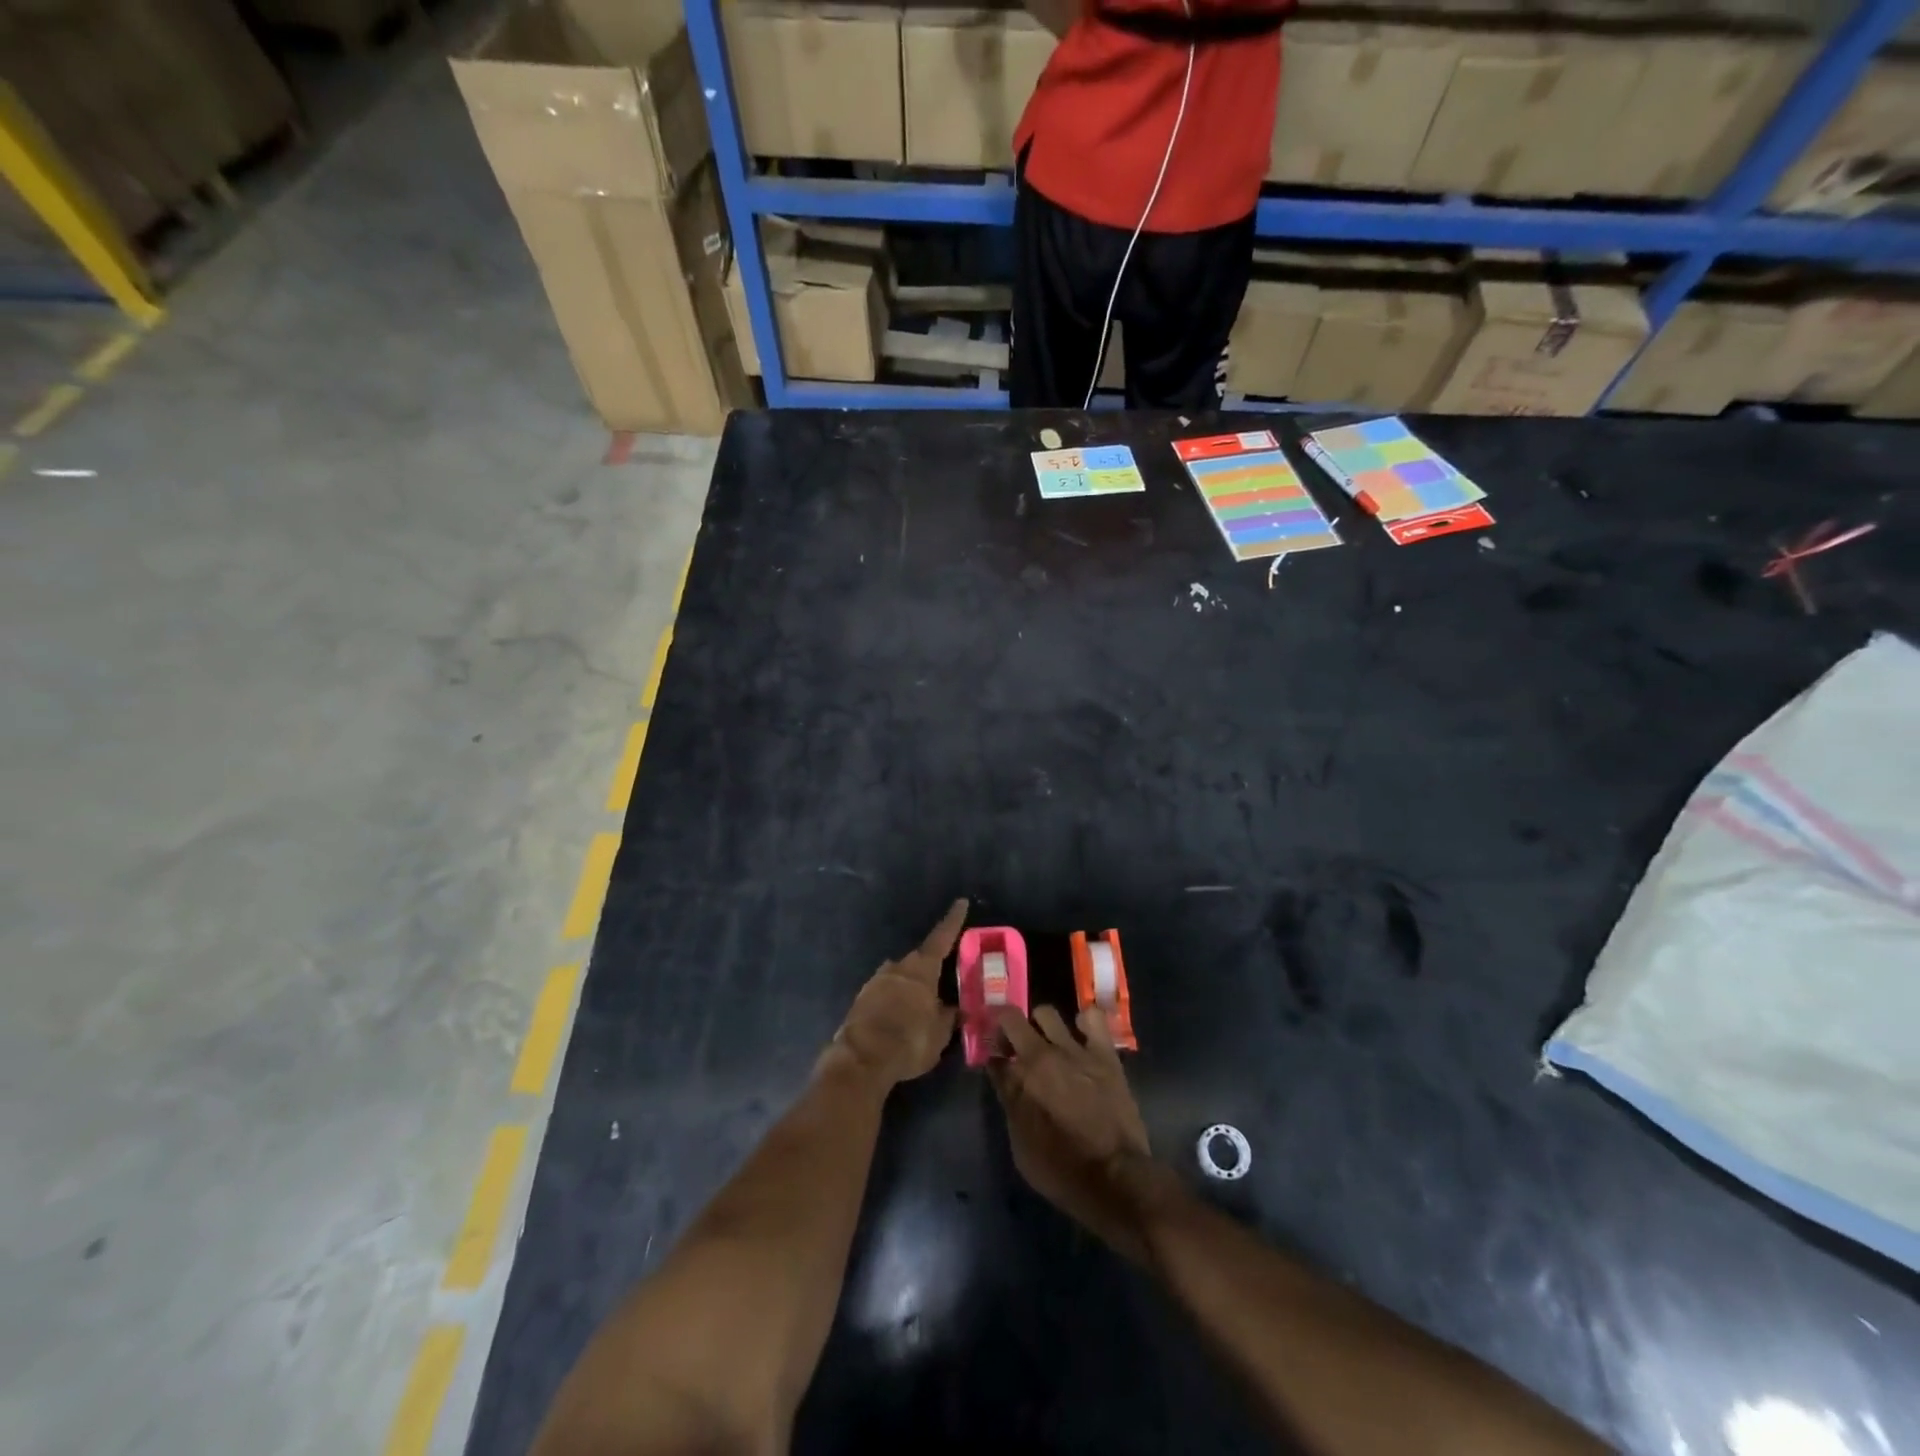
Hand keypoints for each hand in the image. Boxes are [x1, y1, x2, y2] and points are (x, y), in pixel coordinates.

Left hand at [827, 899, 966, 1085]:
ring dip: (910, 984)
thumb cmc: (909, 1041)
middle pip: (918, 959)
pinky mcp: (861, 999)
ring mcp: (876, 981)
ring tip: (920, 1003)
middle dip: (930, 966)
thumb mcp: (940, 1033)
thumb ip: (949, 1016)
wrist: (862, 1059)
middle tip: (941, 977)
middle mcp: (897, 968)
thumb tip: (957, 1009)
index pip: (941, 938)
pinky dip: (894, 999)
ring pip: (899, 975)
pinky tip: (899, 1016)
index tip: (960, 902)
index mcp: (921, 970)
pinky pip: (884, 992)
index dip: (953, 921)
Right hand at [989, 1005, 1162, 1262]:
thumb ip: (1010, 1104)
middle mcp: (1041, 1056)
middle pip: (1011, 1020)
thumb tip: (1004, 1078)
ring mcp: (1075, 1050)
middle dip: (1005, 1028)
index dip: (990, 1054)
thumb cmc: (1062, 1172)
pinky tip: (1082, 1035)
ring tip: (1046, 1041)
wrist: (1115, 1178)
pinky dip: (1083, 1021)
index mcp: (1018, 1080)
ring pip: (1046, 1013)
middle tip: (1011, 1044)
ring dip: (1039, 1024)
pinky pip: (1092, 1017)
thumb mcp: (1021, 1148)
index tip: (993, 1059)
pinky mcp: (1104, 1053)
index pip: (992, 1054)